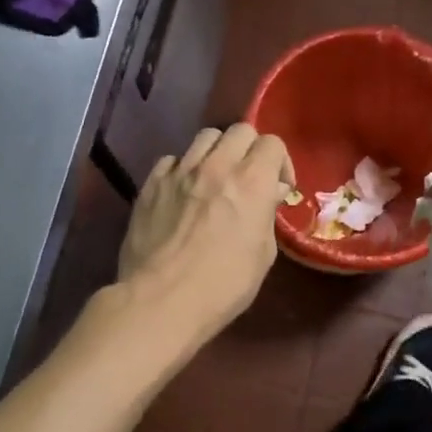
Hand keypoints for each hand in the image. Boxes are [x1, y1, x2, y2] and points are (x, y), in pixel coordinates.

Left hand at [117, 123, 293, 341]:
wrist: (162, 301)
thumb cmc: (224, 285)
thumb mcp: (262, 255)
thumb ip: (266, 215)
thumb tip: (269, 194)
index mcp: (251, 181)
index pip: (272, 143)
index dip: (280, 162)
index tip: (278, 188)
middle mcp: (216, 166)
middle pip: (240, 131)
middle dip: (251, 150)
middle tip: (249, 178)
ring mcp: (180, 171)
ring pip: (205, 137)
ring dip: (217, 153)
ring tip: (215, 179)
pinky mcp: (151, 184)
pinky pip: (172, 160)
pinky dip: (184, 169)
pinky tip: (183, 192)